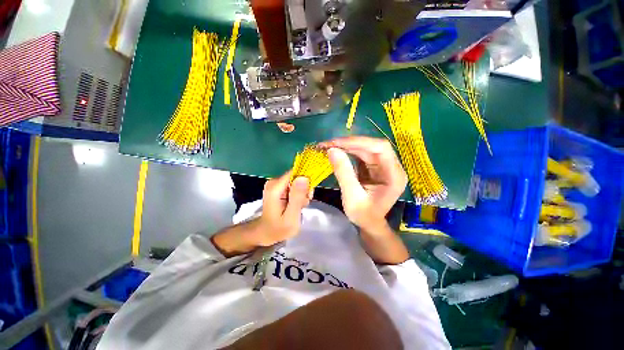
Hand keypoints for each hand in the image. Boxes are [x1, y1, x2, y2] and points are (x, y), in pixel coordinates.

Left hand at [257, 172, 311, 245]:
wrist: (266, 233)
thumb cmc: (278, 229)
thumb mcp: (291, 217)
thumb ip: (297, 197)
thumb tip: (304, 177)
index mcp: (275, 188)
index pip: (295, 173)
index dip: (305, 182)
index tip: (308, 195)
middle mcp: (274, 182)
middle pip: (296, 177)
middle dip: (304, 189)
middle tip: (304, 203)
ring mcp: (276, 184)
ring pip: (296, 181)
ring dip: (302, 193)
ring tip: (299, 206)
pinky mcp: (278, 187)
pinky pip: (294, 185)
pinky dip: (298, 194)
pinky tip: (296, 204)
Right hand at [320, 136, 407, 230]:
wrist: (368, 223)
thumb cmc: (363, 215)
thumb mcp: (352, 197)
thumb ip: (343, 173)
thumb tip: (332, 150)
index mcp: (394, 175)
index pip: (380, 148)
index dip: (359, 142)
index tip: (337, 143)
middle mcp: (392, 167)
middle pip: (372, 146)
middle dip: (349, 143)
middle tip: (328, 144)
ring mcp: (383, 166)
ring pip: (365, 148)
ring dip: (347, 146)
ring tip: (329, 146)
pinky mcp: (374, 167)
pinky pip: (361, 154)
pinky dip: (348, 152)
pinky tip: (337, 152)